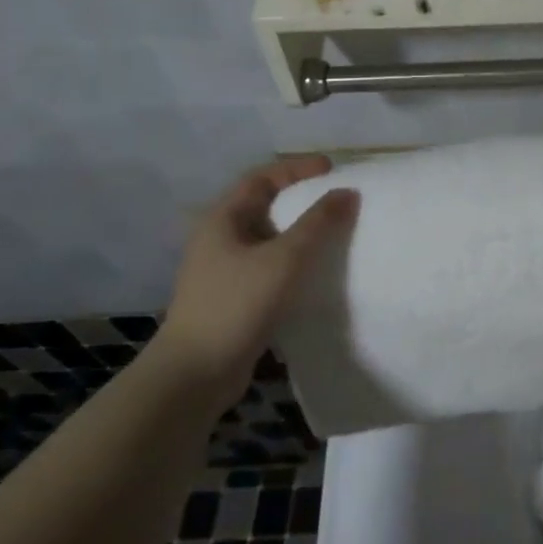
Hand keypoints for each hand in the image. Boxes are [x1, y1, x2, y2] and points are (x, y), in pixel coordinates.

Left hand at [154, 155, 358, 391]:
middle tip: (336, 199)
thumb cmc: (236, 305)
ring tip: (333, 234)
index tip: (332, 169)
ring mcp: (223, 272)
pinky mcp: (232, 299)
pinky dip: (293, 263)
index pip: (261, 178)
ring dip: (299, 233)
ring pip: (267, 239)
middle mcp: (218, 239)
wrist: (194, 375)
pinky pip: (268, 267)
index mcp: (222, 219)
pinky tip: (315, 274)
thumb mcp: (284, 258)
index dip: (296, 169)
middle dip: (300, 199)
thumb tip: (348, 192)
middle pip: (263, 206)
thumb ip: (318, 223)